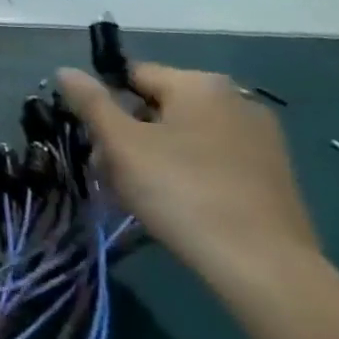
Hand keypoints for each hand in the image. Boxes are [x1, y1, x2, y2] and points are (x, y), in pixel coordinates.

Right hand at [56, 63, 320, 295]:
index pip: (132, 76)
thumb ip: (90, 101)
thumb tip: (66, 70)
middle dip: (127, 134)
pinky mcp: (273, 176)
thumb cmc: (181, 191)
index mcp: (200, 84)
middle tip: (110, 171)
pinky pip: (211, 160)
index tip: (93, 139)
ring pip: (183, 136)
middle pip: (158, 107)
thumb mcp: (120, 143)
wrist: (264, 267)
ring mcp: (261, 140)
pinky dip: (186, 172)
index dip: (103, 103)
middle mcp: (236, 101)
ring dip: (153, 155)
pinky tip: (175, 204)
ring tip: (137, 193)